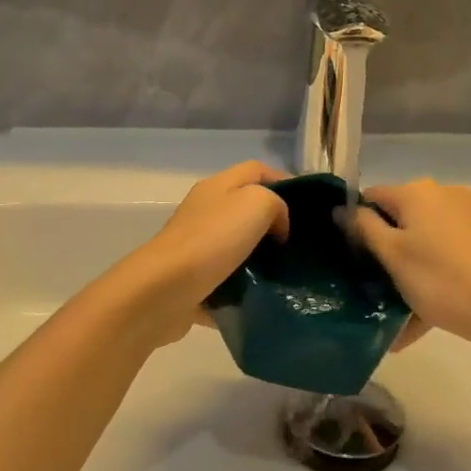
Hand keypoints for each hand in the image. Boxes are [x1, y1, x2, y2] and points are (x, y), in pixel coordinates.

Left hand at [117, 161, 290, 342]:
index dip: (284, 182)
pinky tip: (261, 300)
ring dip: (259, 260)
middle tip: (300, 245)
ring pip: (237, 247)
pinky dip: (242, 290)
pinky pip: (225, 282)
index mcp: (218, 186)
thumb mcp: (256, 204)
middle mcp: (205, 211)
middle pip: (246, 208)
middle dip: (274, 224)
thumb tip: (277, 226)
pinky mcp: (192, 281)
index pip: (257, 170)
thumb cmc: (212, 239)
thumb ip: (276, 204)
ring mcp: (195, 247)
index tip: (308, 209)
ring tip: (286, 275)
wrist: (162, 291)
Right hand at [354, 179, 470, 356]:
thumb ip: (364, 227)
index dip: (356, 224)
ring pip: (422, 239)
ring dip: (407, 268)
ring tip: (396, 311)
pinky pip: (443, 252)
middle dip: (384, 250)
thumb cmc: (441, 280)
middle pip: (398, 218)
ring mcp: (466, 215)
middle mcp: (442, 194)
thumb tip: (341, 208)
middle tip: (373, 286)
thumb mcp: (393, 255)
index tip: (352, 258)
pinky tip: (421, 316)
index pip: (371, 197)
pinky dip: (430, 275)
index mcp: (416, 191)